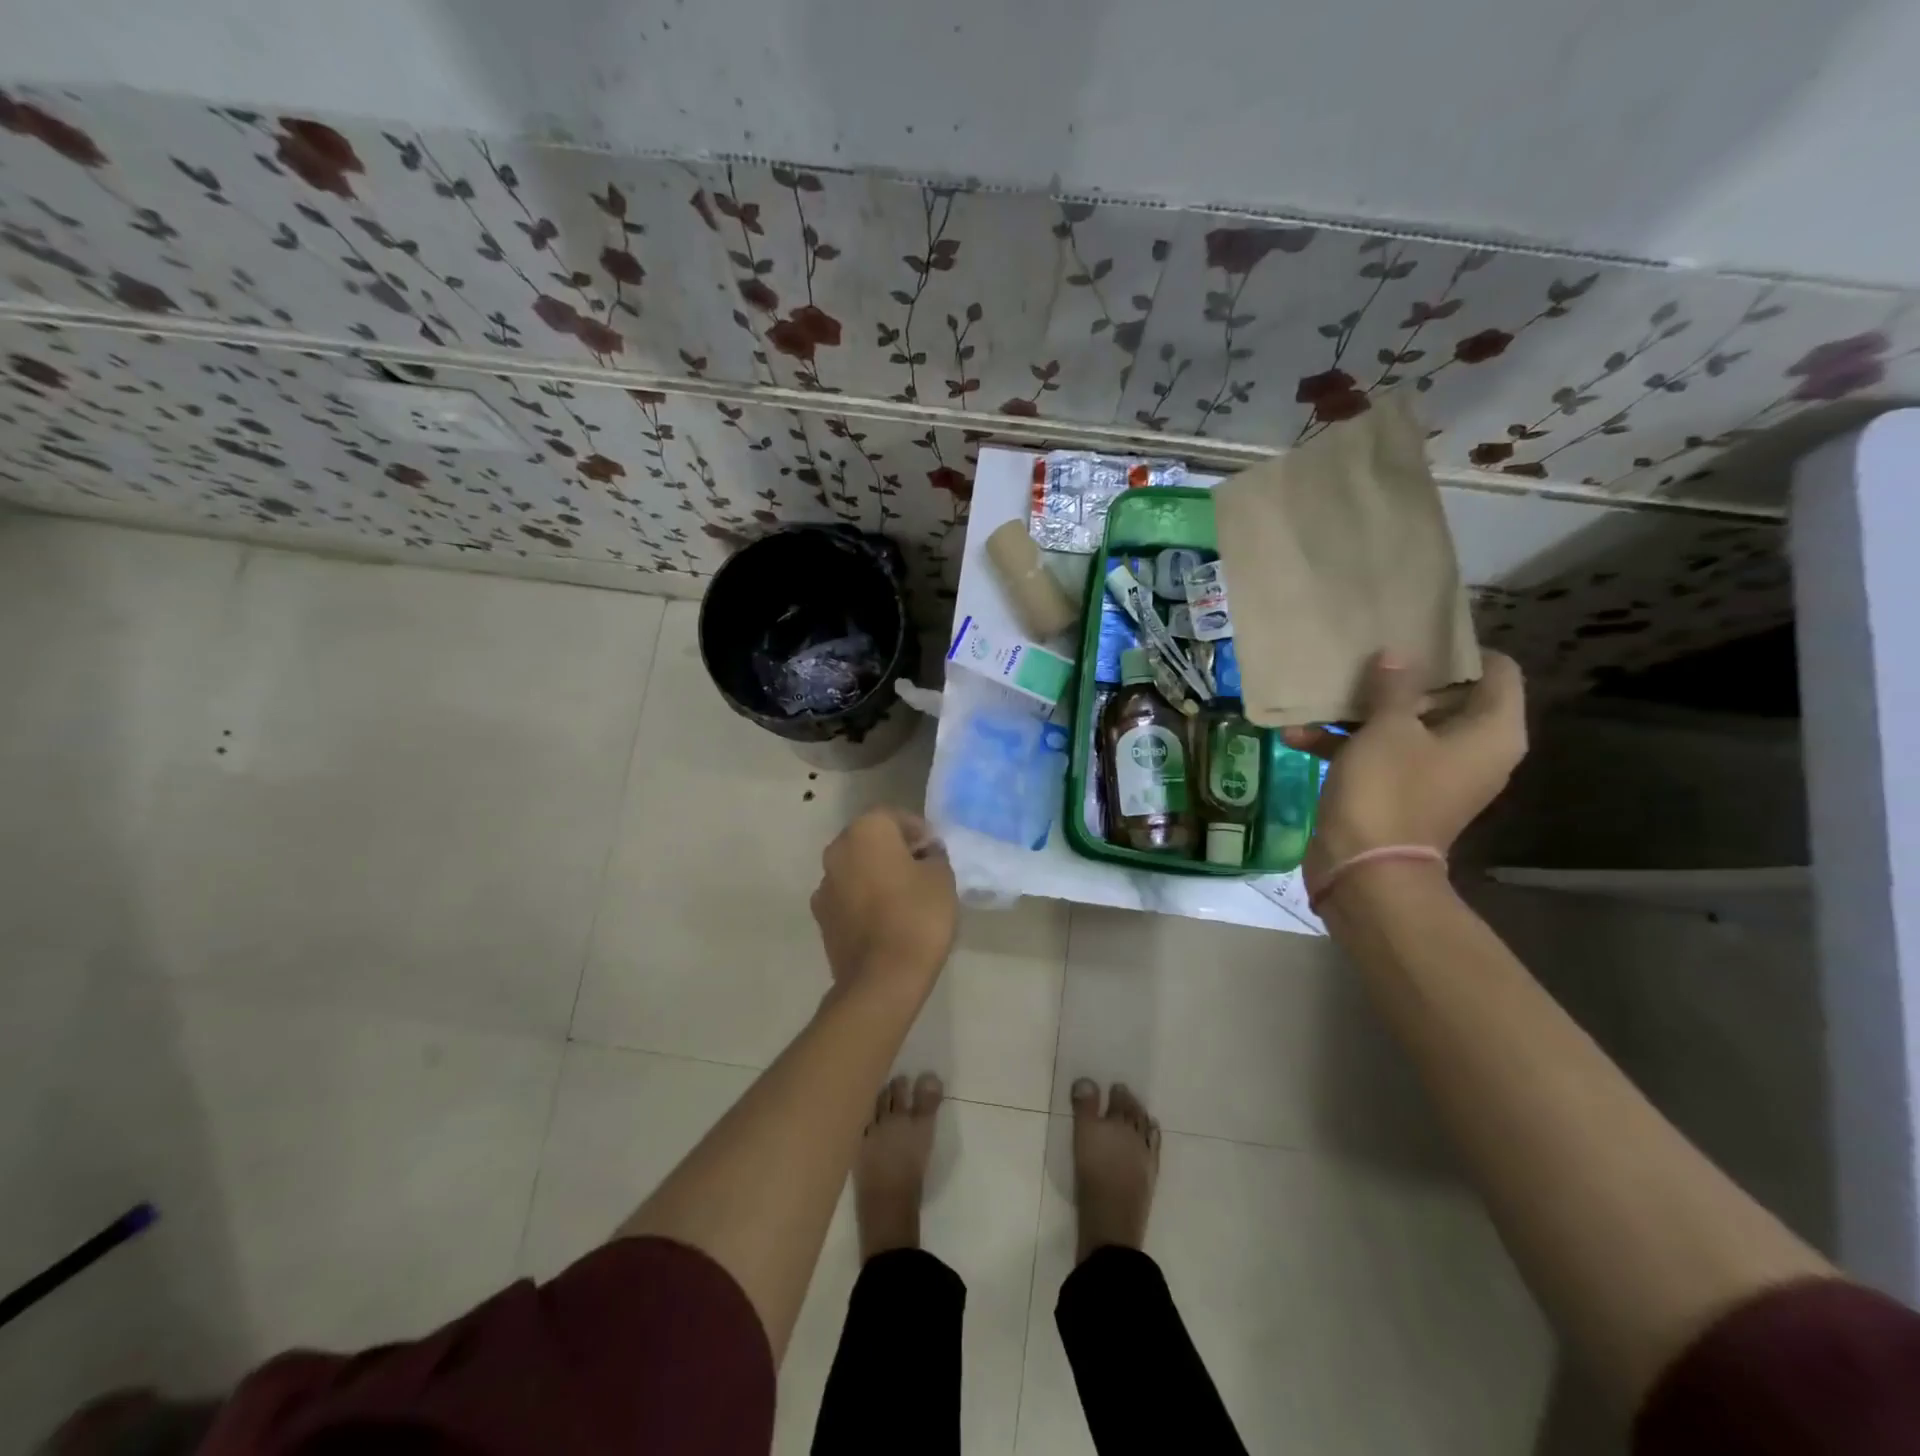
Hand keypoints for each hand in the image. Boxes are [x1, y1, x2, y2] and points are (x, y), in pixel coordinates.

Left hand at [811, 807, 957, 998]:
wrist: (882, 979)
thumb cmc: (917, 916)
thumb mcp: (942, 878)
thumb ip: (933, 856)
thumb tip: (924, 852)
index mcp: (866, 831)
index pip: (894, 816)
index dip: (918, 831)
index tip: (935, 851)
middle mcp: (838, 850)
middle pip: (870, 840)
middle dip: (894, 850)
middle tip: (921, 870)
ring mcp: (824, 885)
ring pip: (856, 868)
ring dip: (876, 874)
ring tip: (904, 898)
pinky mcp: (821, 917)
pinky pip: (848, 896)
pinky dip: (864, 900)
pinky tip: (885, 920)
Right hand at [1283, 651, 1526, 877]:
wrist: (1364, 869)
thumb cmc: (1388, 789)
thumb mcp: (1387, 728)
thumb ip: (1394, 685)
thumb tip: (1397, 654)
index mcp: (1491, 731)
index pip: (1496, 670)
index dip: (1459, 650)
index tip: (1416, 634)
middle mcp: (1471, 750)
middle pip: (1444, 696)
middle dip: (1399, 678)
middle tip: (1364, 655)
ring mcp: (1433, 773)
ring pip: (1403, 726)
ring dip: (1360, 712)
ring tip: (1320, 693)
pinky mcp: (1398, 791)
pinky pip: (1378, 755)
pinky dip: (1344, 745)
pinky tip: (1296, 734)